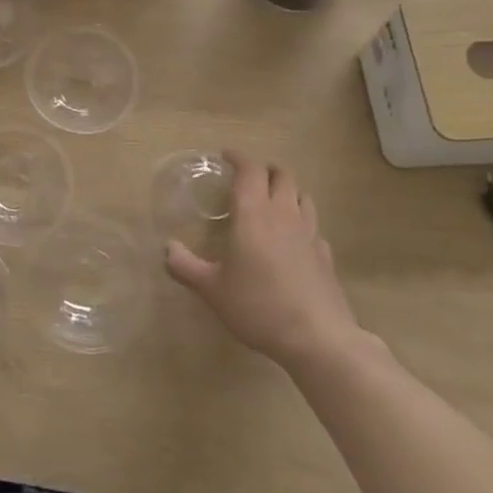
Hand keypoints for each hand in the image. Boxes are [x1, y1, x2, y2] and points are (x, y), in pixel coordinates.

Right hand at [165, 152, 366, 370]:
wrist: (316, 337)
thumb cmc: (258, 306)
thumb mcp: (212, 289)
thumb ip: (185, 266)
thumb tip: (166, 249)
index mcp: (254, 214)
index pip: (250, 170)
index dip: (238, 158)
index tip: (225, 155)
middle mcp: (283, 215)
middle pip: (282, 176)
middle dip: (265, 170)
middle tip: (249, 177)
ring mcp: (310, 234)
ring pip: (303, 196)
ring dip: (287, 190)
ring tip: (273, 201)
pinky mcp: (326, 255)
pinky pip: (314, 226)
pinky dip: (302, 222)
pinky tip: (294, 239)